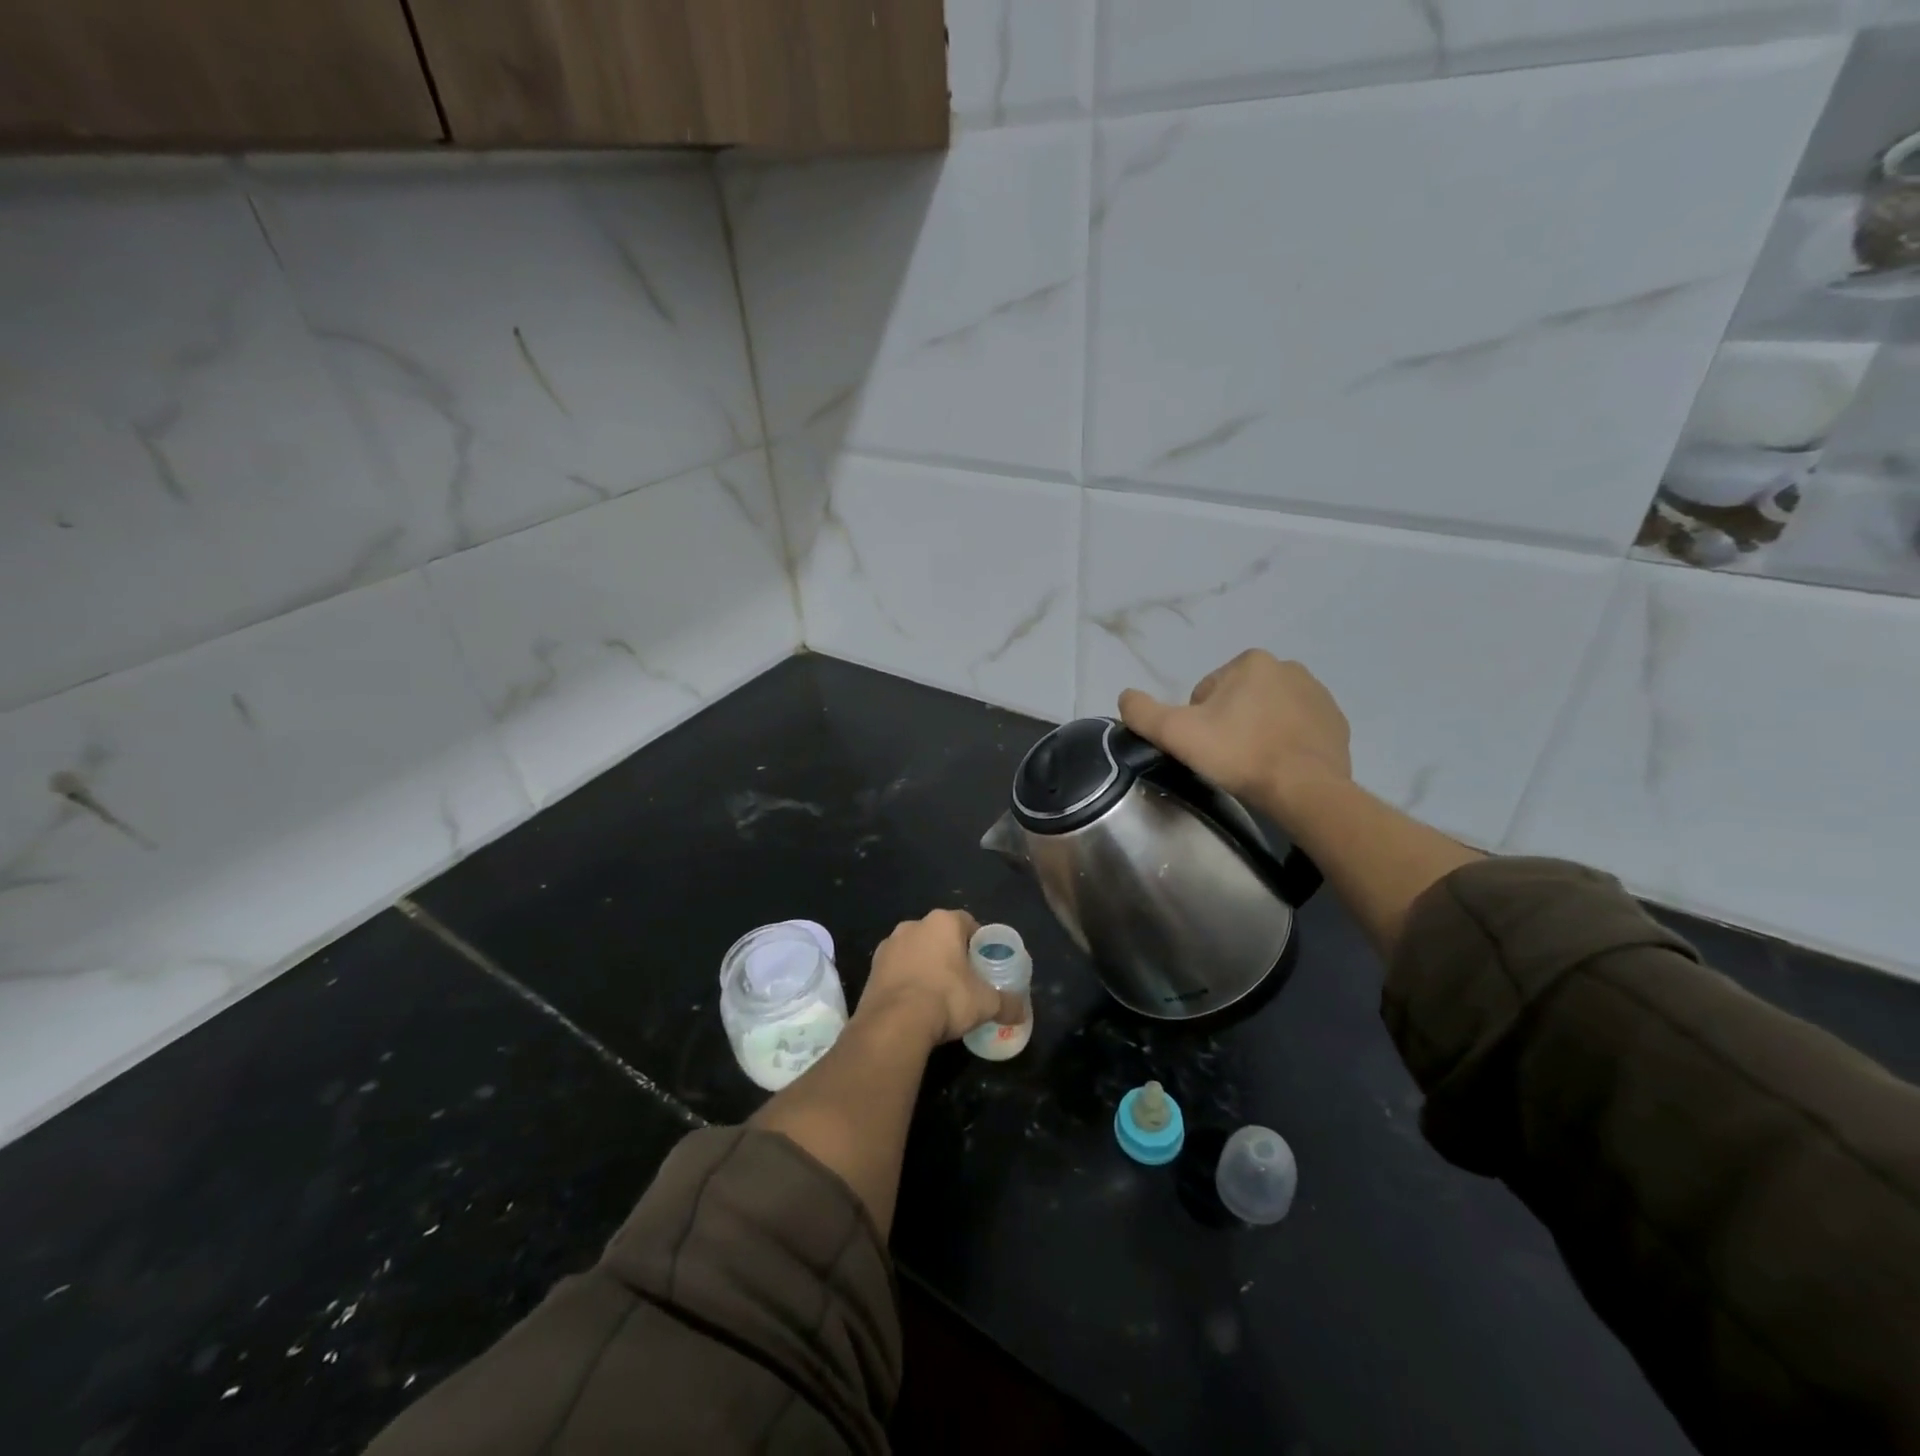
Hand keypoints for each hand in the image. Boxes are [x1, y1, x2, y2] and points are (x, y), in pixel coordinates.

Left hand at [858, 910, 1020, 1046]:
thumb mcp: (986, 1003)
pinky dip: (905, 980)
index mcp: (943, 922)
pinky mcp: (872, 967)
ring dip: (924, 965)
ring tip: (935, 994)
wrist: (895, 1022)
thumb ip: (1008, 1003)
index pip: (967, 922)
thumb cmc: (947, 998)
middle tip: (962, 979)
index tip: (982, 963)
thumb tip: (1022, 1012)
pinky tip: (913, 1003)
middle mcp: (913, 924)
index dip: (977, 942)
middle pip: (939, 935)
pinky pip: (895, 969)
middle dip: (949, 953)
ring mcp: (889, 945)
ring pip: (914, 950)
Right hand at [1118, 650, 1351, 818]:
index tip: (1206, 748)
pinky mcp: (1336, 724)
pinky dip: (1286, 744)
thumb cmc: (1238, 754)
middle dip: (1229, 725)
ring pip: (1268, 713)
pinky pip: (1298, 730)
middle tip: (1227, 758)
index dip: (1198, 722)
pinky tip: (1279, 768)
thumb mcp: (1175, 733)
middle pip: (1238, 700)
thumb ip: (1142, 711)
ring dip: (1257, 733)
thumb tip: (1125, 696)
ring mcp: (1318, 695)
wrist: (1304, 789)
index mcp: (1251, 661)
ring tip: (1253, 765)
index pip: (1206, 693)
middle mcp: (1288, 668)